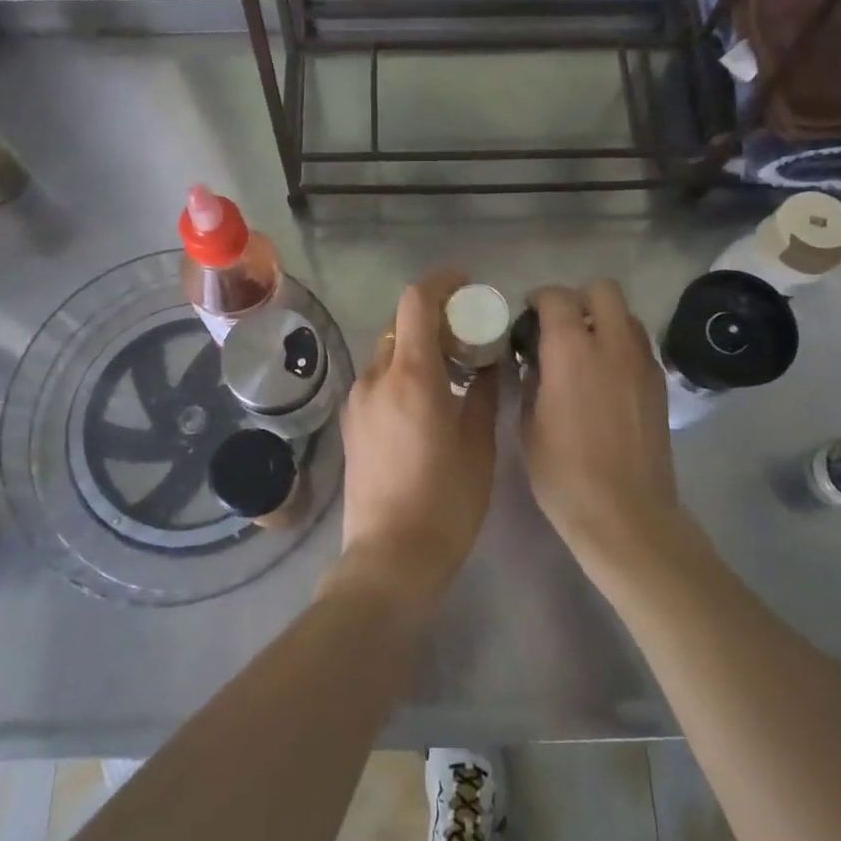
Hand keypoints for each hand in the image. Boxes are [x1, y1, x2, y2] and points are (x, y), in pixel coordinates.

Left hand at [331, 268, 499, 618]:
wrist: (388, 558)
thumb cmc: (445, 502)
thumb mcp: (478, 444)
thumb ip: (485, 392)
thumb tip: (490, 362)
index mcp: (412, 375)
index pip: (416, 301)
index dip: (442, 282)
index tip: (467, 286)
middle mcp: (376, 377)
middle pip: (401, 323)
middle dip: (434, 317)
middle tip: (468, 332)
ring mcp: (357, 399)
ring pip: (388, 351)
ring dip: (417, 345)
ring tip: (451, 368)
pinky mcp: (350, 422)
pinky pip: (379, 378)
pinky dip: (402, 371)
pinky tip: (427, 399)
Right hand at [521, 280, 680, 568]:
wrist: (625, 514)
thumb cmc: (563, 473)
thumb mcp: (528, 424)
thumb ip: (531, 379)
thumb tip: (535, 361)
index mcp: (571, 350)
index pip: (557, 297)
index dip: (539, 299)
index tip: (528, 316)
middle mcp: (612, 344)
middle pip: (603, 290)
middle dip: (579, 298)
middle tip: (561, 326)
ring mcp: (642, 363)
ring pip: (627, 315)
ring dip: (604, 320)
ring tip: (586, 351)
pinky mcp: (660, 384)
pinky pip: (640, 345)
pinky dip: (622, 346)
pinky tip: (607, 378)